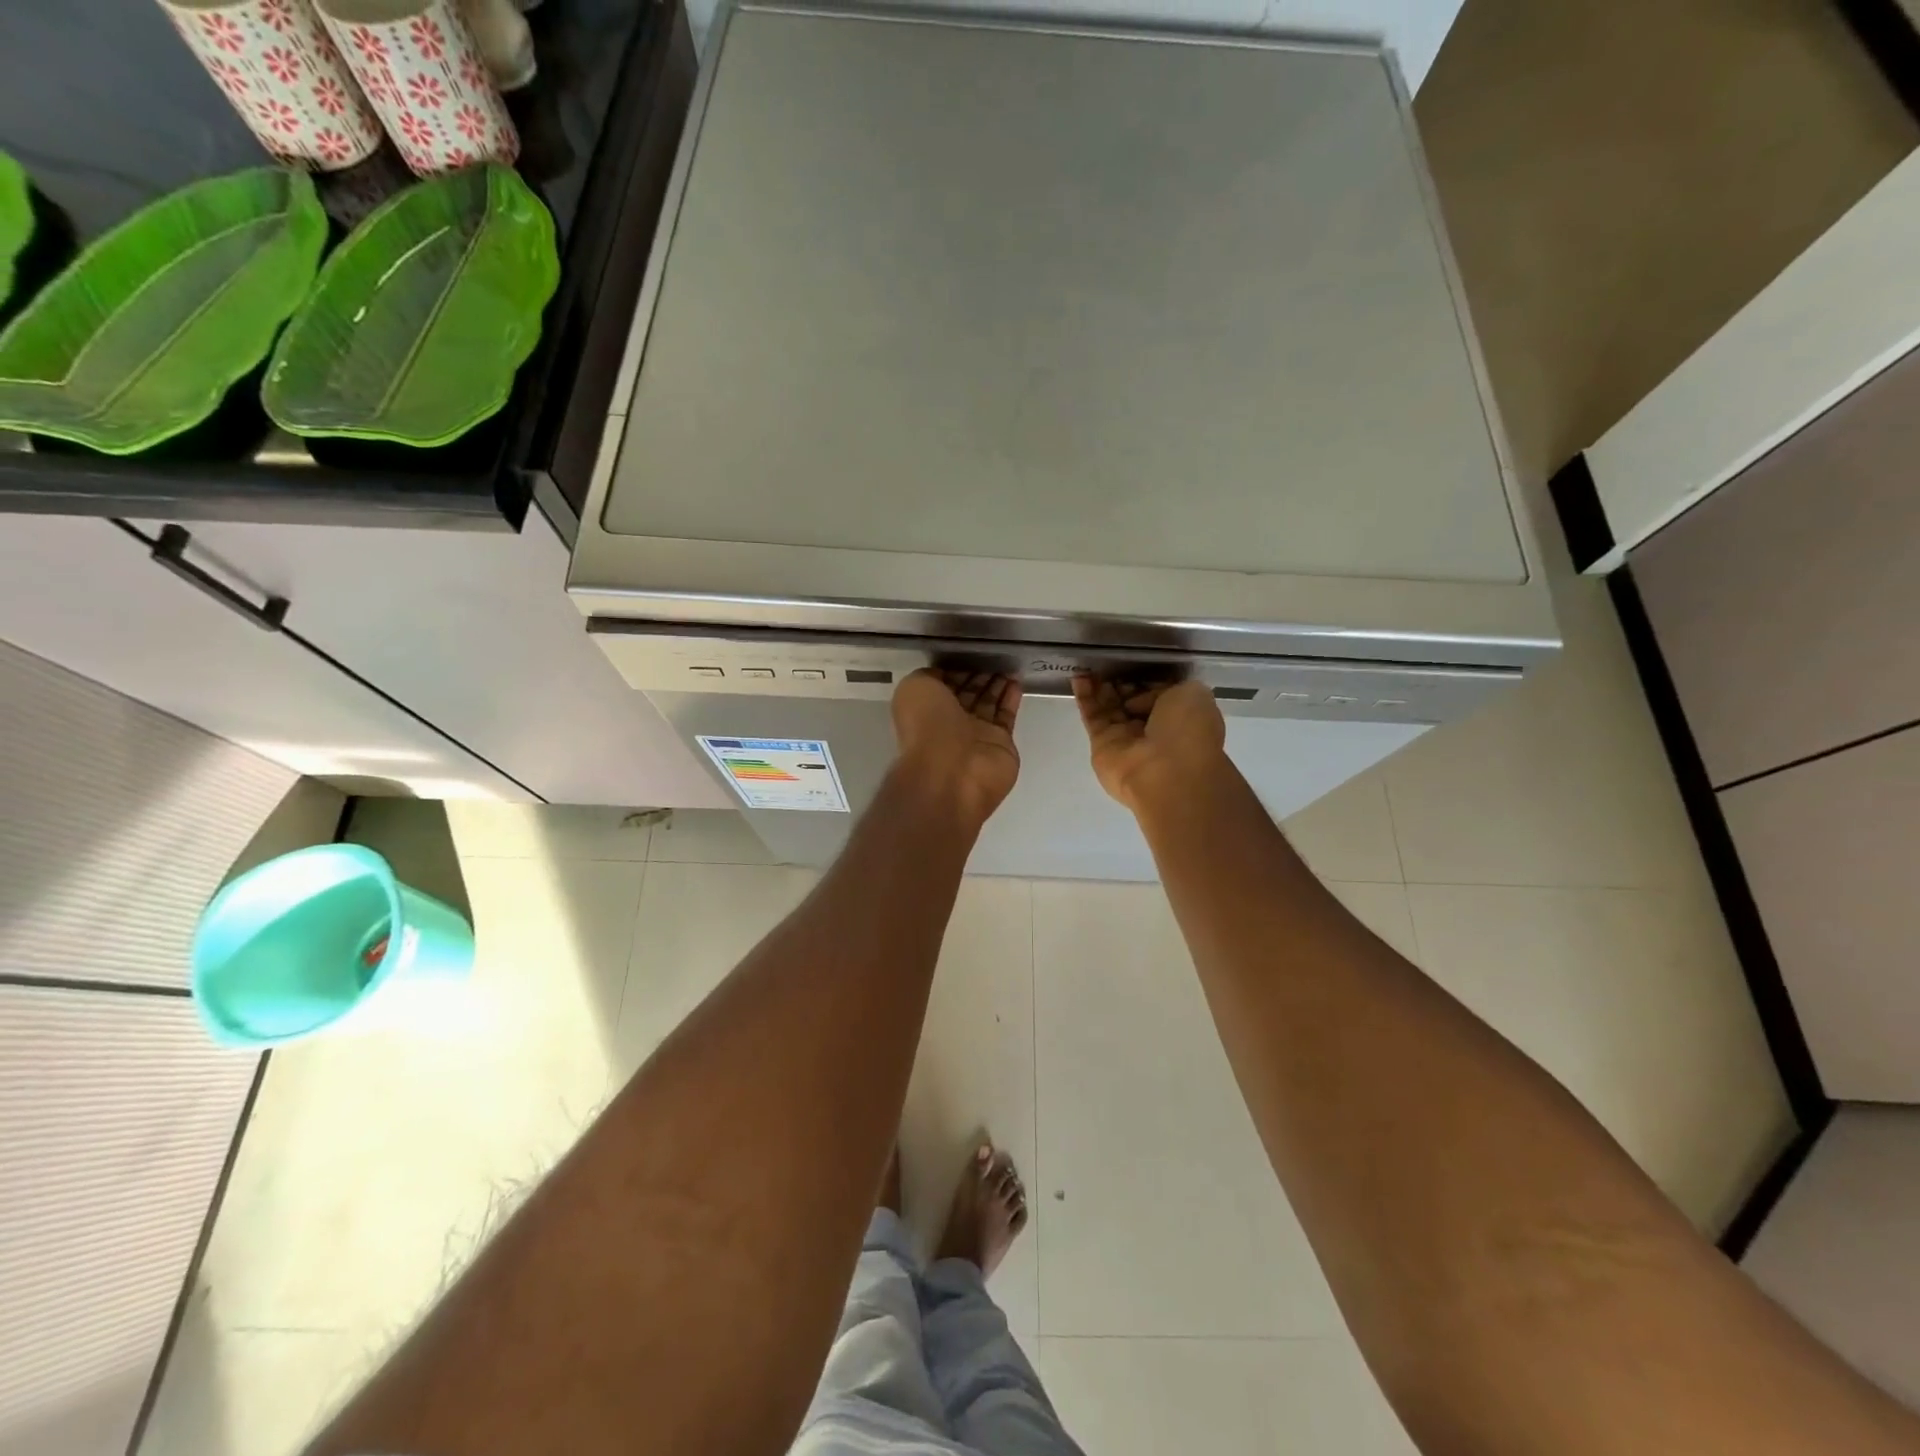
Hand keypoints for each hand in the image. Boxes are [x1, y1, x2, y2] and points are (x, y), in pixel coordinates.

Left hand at [891, 669, 1022, 828]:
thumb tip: (946, 674)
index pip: (944, 685)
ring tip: (1007, 664)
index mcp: (926, 709)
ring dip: (997, 684)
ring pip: (988, 703)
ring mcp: (976, 734)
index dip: (956, 669)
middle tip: (994, 656)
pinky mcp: (1001, 743)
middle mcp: (950, 722)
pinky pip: (1006, 715)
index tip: (970, 652)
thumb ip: (929, 676)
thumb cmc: (928, 725)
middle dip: (979, 675)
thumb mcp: (915, 687)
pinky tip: (1016, 680)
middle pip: (968, 693)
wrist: (952, 769)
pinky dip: (1011, 697)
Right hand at [1072, 676, 1226, 812]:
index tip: (1135, 665)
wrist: (1166, 773)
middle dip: (1120, 682)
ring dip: (1100, 686)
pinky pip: (1092, 716)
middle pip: (1130, 701)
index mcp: (1181, 717)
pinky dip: (1085, 696)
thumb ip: (1164, 688)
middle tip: (1110, 664)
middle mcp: (1153, 729)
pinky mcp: (1102, 745)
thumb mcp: (1191, 693)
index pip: (1159, 694)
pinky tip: (1079, 676)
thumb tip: (1137, 701)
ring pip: (1109, 707)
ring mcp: (1126, 738)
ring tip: (1091, 665)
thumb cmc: (1187, 731)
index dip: (1146, 679)